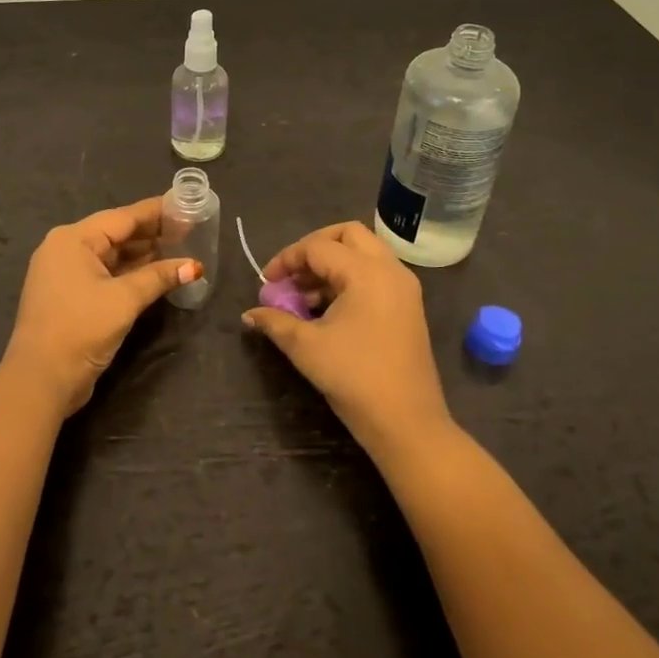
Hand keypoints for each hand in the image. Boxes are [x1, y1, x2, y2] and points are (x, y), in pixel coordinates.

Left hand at [3, 197, 199, 416]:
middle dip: (151, 234)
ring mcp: (65, 273)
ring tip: (180, 249)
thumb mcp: (124, 300)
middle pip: (116, 234)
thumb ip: (159, 277)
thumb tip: (195, 266)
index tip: (184, 205)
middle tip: (188, 229)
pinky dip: (129, 273)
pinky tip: (156, 273)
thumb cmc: (81, 329)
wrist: (40, 380)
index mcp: (73, 239)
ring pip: (111, 255)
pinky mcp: (70, 296)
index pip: (122, 217)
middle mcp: (66, 249)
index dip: (155, 212)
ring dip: (143, 255)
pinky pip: (105, 274)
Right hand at [241, 220, 451, 461]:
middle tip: (292, 274)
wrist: (407, 423)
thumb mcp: (306, 347)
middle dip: (314, 247)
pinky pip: (375, 275)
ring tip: (304, 298)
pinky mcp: (408, 307)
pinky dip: (349, 279)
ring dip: (332, 264)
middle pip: (348, 235)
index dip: (286, 260)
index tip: (267, 283)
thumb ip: (275, 322)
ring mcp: (404, 288)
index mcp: (366, 272)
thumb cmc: (354, 378)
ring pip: (364, 253)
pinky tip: (327, 310)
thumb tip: (250, 315)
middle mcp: (390, 270)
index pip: (318, 247)